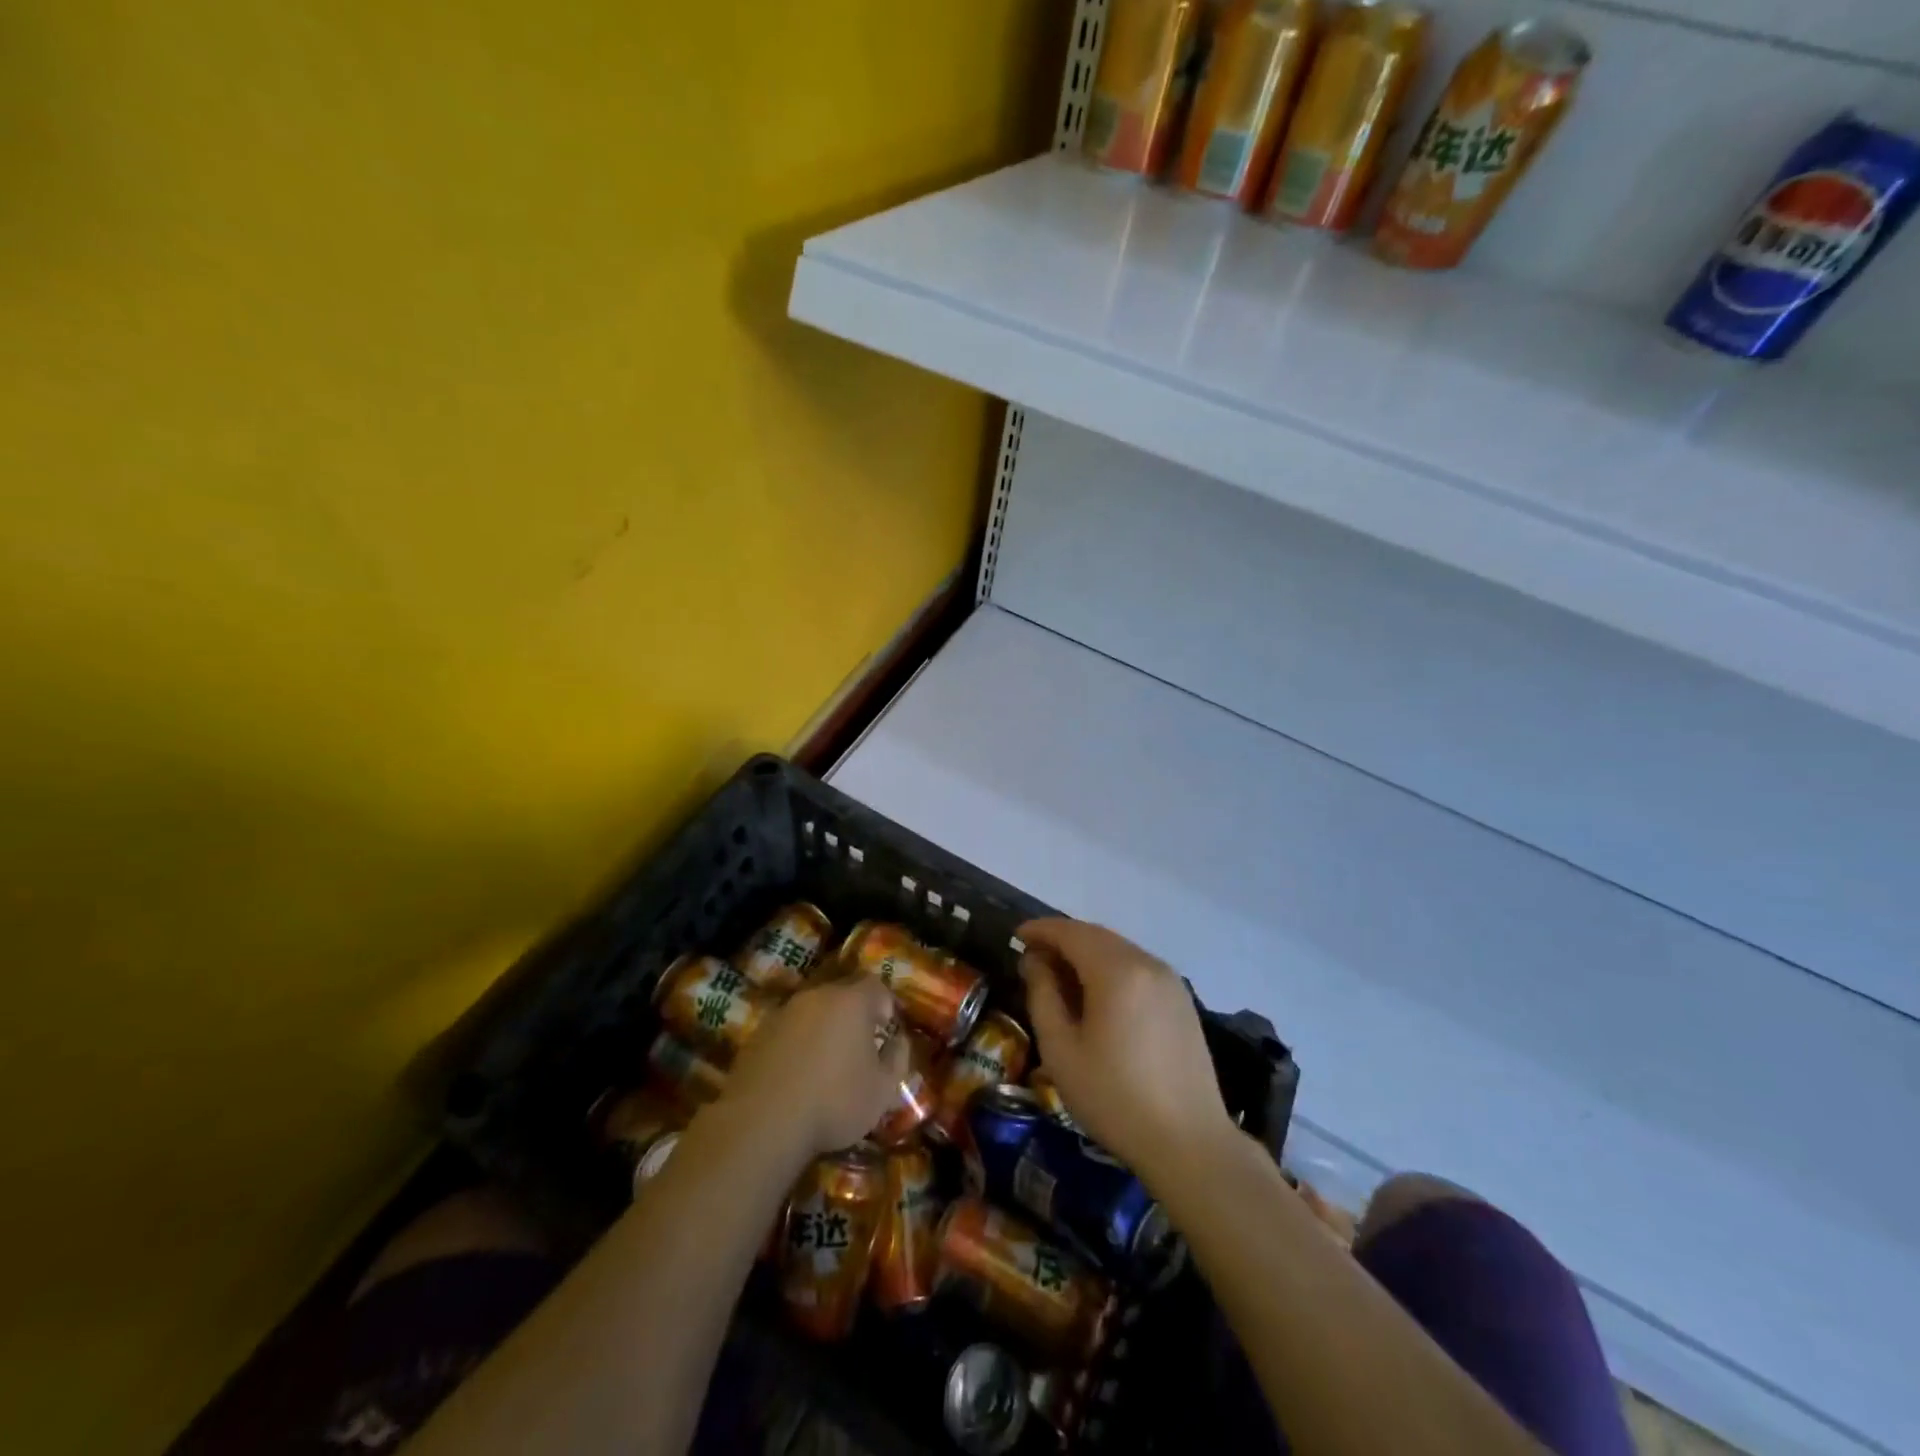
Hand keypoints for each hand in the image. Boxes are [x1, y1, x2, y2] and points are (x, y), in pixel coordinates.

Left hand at [715, 973, 907, 1160]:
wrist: (762, 1123)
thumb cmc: (834, 1102)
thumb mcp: (882, 1089)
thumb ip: (897, 1058)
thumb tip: (898, 1040)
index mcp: (851, 1001)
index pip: (876, 986)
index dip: (885, 1006)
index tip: (885, 1032)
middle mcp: (817, 996)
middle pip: (842, 995)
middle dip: (854, 1016)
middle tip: (858, 1048)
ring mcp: (784, 1012)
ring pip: (813, 1012)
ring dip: (823, 1029)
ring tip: (826, 1064)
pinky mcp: (759, 1033)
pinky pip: (789, 1030)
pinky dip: (797, 1044)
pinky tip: (797, 1075)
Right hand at [1018, 919, 1235, 1182]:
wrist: (1189, 1143)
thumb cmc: (1114, 1098)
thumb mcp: (1061, 1050)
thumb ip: (1043, 995)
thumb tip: (1035, 961)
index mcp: (1117, 971)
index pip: (1071, 932)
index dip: (1041, 930)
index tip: (1016, 936)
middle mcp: (1147, 963)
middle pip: (1097, 936)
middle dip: (1063, 940)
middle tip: (1033, 958)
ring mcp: (1170, 981)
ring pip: (1119, 950)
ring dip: (1087, 953)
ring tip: (1060, 977)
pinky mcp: (1182, 1000)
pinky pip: (1138, 968)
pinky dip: (1110, 968)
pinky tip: (1097, 995)